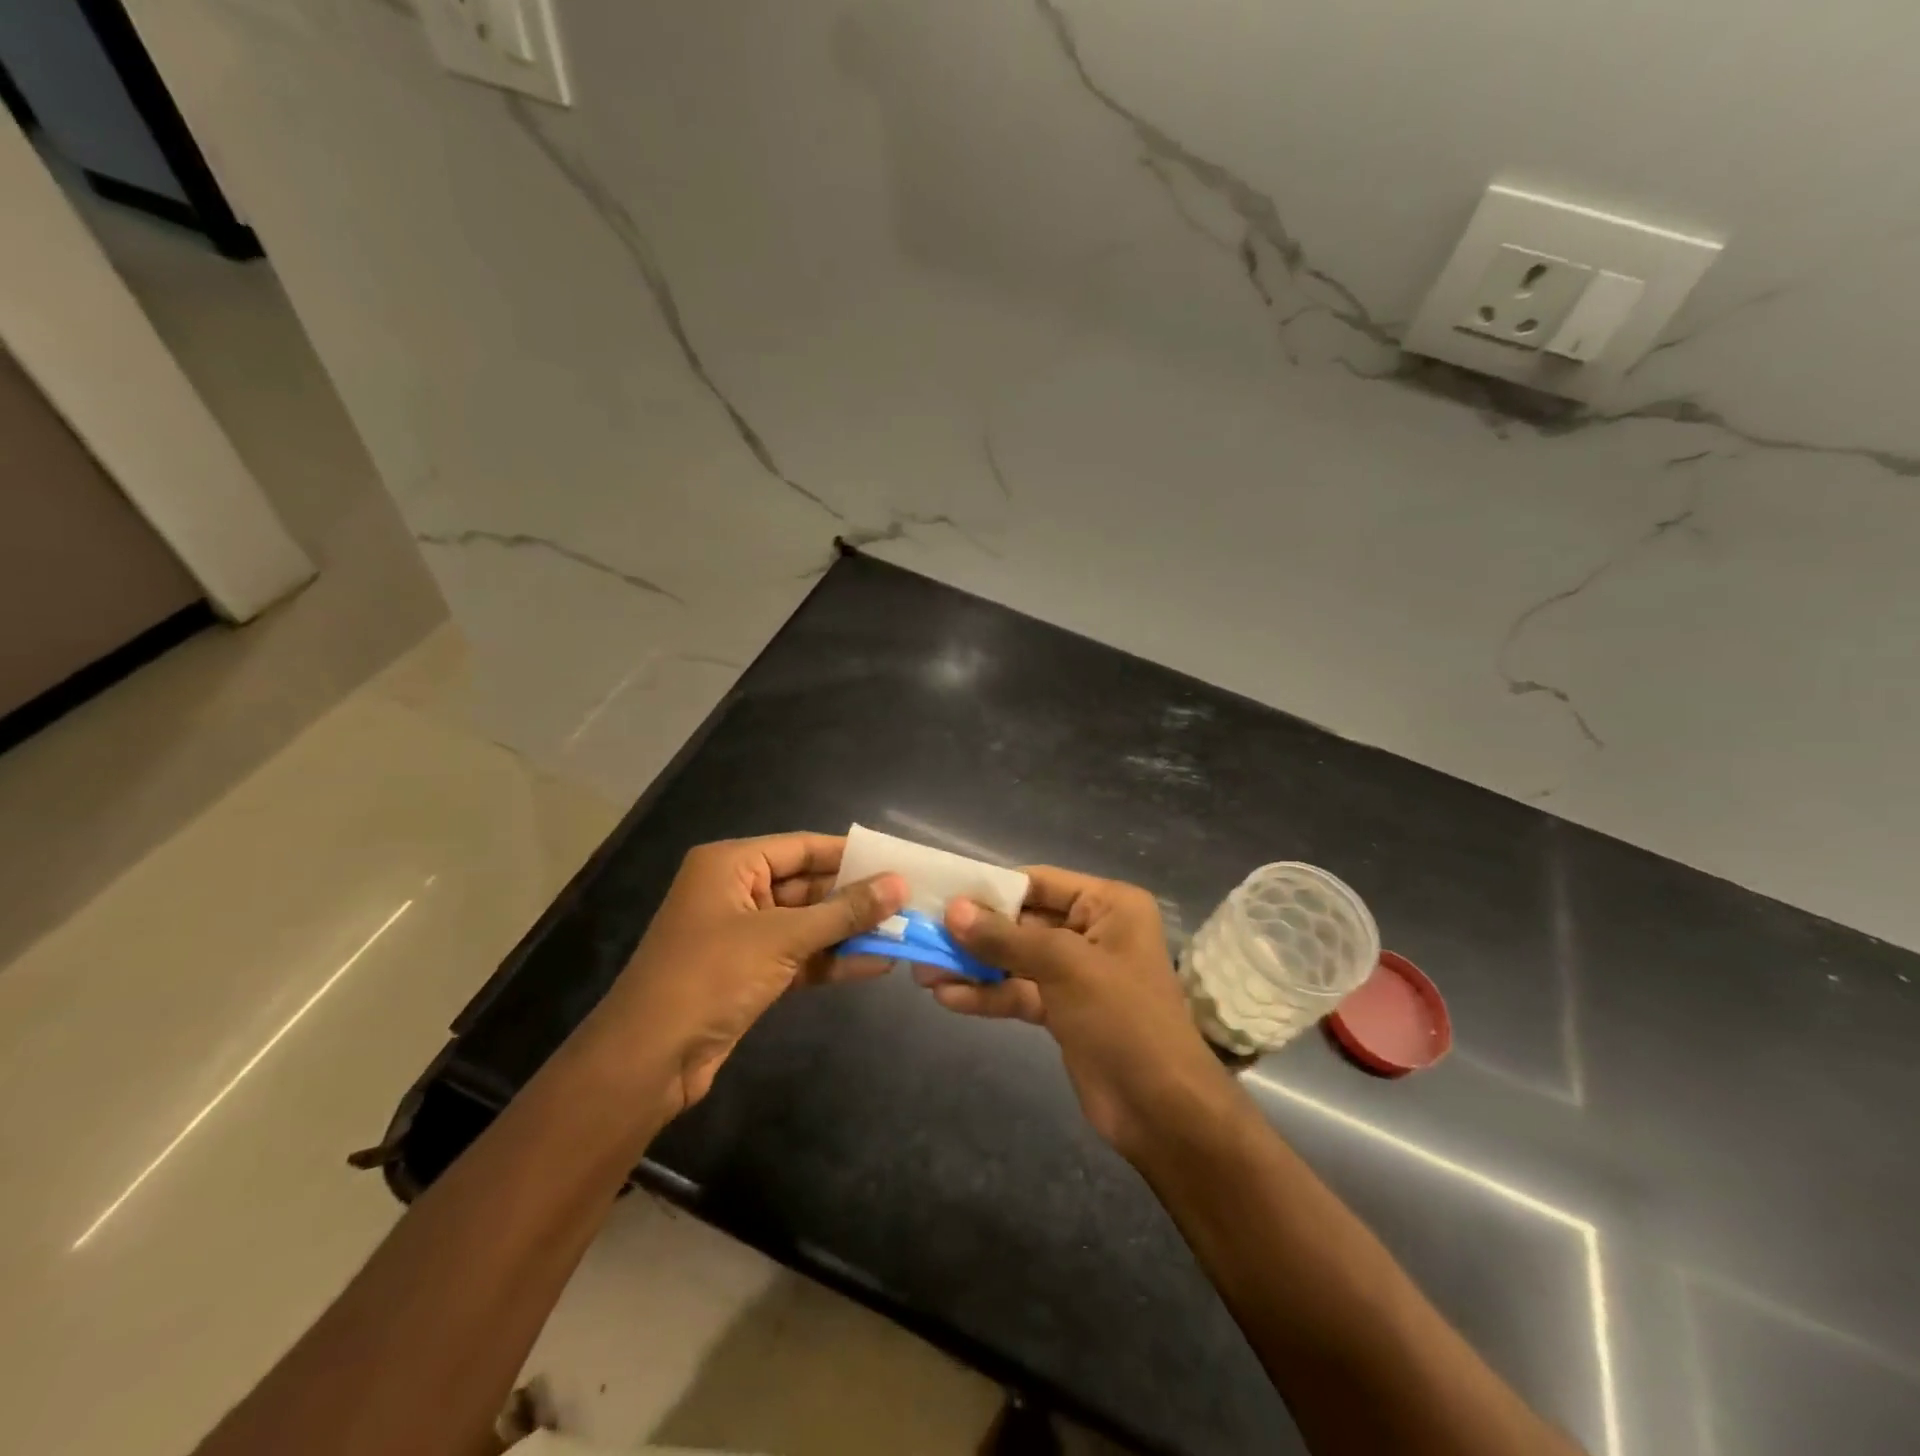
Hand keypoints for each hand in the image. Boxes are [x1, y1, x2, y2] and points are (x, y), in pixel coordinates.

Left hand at [588, 833, 904, 1115]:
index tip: (898, 860)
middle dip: (856, 897)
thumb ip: (843, 912)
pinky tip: (878, 964)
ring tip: (905, 932)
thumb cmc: (710, 977)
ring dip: (850, 931)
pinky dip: (833, 960)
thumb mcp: (782, 938)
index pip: (802, 847)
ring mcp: (743, 934)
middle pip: (808, 885)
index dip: (851, 854)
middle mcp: (737, 891)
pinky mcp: (750, 972)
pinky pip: (800, 956)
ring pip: (808, 924)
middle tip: (910, 900)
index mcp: (731, 865)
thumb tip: (899, 885)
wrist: (648, 1060)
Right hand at [922, 867, 1239, 1160]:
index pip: (1039, 881)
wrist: (1162, 1111)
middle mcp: (1093, 931)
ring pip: (1015, 960)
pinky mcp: (1062, 1011)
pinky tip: (946, 997)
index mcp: (1109, 905)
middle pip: (1022, 922)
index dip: (991, 887)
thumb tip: (952, 910)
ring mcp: (1076, 974)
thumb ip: (1005, 938)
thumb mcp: (1064, 966)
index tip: (942, 892)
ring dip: (973, 966)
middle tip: (924, 933)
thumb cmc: (1123, 1019)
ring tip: (922, 970)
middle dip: (975, 932)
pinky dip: (986, 995)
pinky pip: (1018, 992)